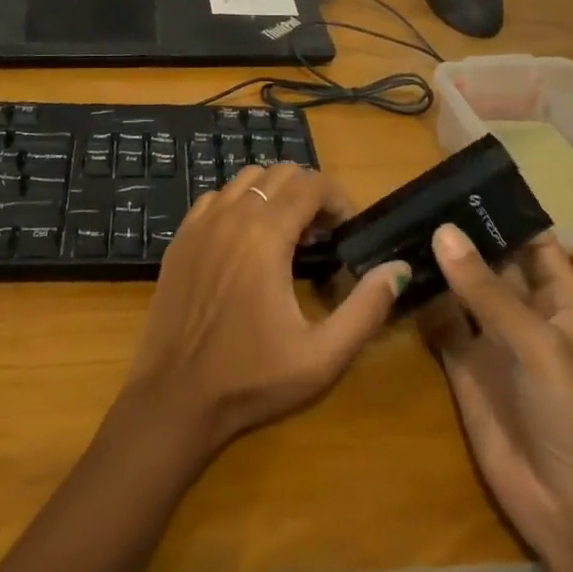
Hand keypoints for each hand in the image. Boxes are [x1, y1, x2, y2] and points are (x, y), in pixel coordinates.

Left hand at [124, 164, 405, 457]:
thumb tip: (398, 268)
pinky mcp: (180, 238)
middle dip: (309, 194)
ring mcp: (200, 224)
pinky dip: (239, 204)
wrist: (174, 399)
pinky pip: (216, 198)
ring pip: (246, 179)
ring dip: (274, 195)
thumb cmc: (251, 380)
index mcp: (265, 235)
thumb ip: (366, 308)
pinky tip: (245, 243)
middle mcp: (231, 216)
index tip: (347, 231)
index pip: (311, 183)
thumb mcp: (322, 356)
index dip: (338, 199)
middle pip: (280, 173)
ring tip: (287, 236)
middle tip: (322, 236)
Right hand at [420, 225, 572, 549]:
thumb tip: (442, 231)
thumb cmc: (570, 415)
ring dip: (436, 262)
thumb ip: (486, 291)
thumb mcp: (535, 345)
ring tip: (398, 222)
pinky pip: (438, 321)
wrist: (565, 507)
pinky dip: (419, 299)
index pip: (535, 244)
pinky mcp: (461, 365)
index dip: (509, 214)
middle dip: (463, 232)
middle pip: (492, 260)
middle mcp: (523, 313)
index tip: (468, 181)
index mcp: (558, 302)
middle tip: (418, 194)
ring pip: (461, 288)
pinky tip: (392, 273)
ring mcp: (490, 339)